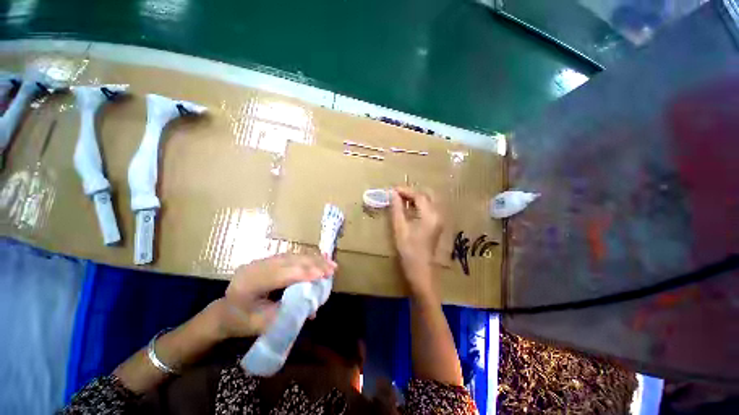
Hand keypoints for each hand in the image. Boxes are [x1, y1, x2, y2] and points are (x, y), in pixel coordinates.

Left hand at [216, 253, 336, 338]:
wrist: (224, 312)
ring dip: (314, 259)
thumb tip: (312, 308)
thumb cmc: (241, 322)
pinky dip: (308, 258)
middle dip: (314, 264)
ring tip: (330, 264)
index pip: (281, 274)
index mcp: (249, 283)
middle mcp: (256, 266)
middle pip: (290, 261)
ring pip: (293, 256)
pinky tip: (319, 258)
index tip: (324, 275)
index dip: (304, 273)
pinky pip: (292, 256)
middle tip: (333, 269)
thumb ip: (287, 314)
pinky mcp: (269, 260)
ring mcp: (262, 261)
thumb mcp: (262, 324)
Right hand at [390, 187, 442, 294]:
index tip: (393, 189)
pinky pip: (429, 208)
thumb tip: (393, 194)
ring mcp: (439, 221)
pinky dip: (420, 205)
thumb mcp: (400, 229)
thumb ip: (397, 209)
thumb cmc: (409, 251)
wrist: (421, 272)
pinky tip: (409, 208)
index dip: (405, 191)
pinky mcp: (437, 226)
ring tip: (401, 199)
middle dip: (412, 192)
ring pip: (429, 201)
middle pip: (427, 196)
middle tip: (397, 194)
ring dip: (416, 198)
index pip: (419, 196)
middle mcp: (438, 215)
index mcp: (430, 215)